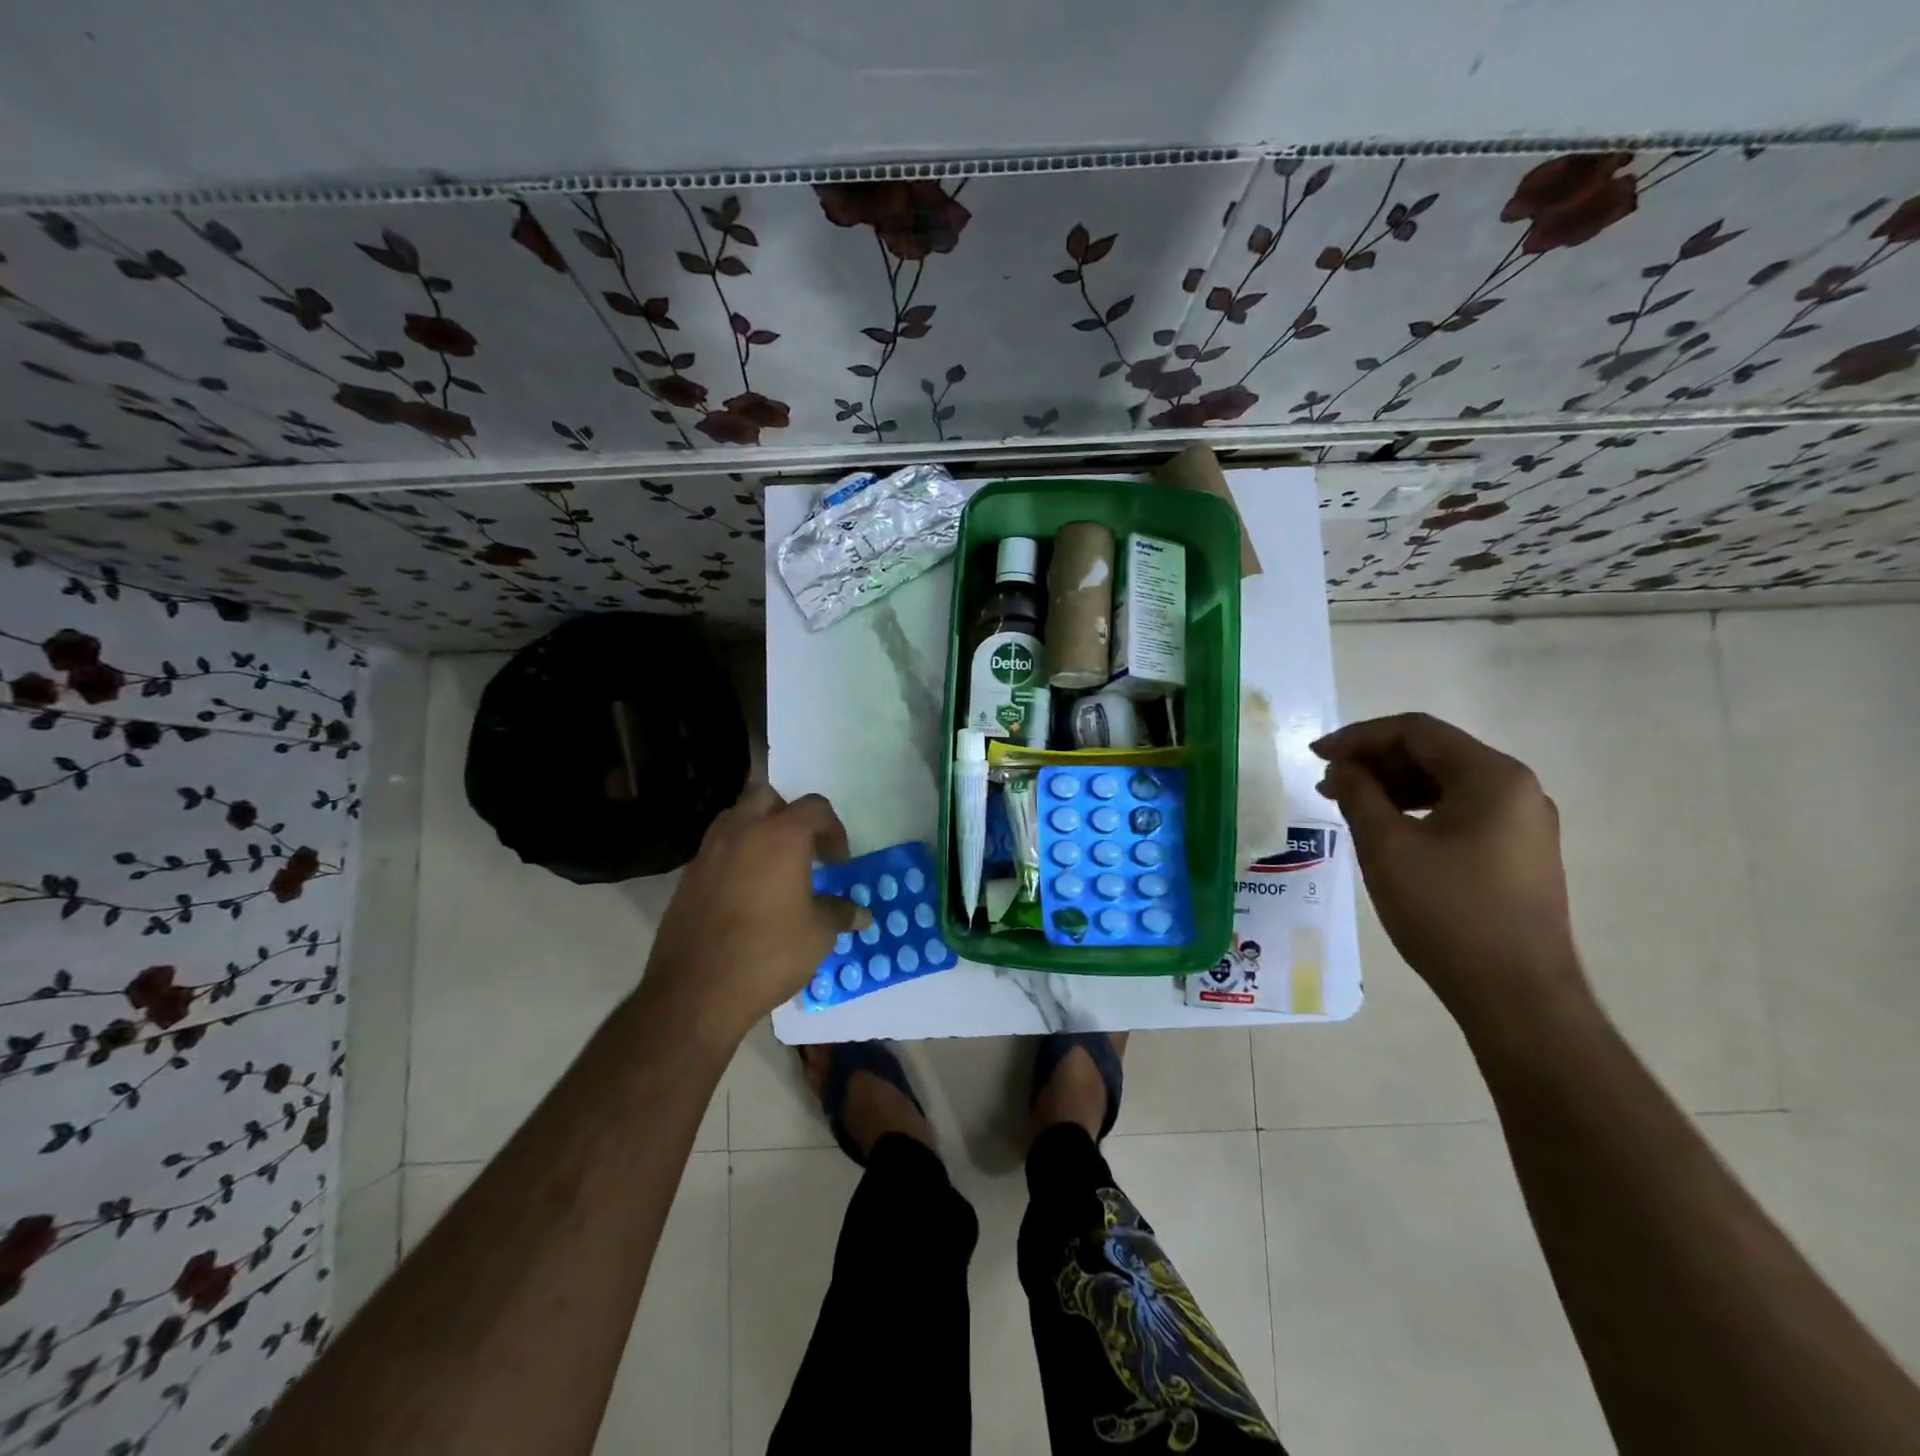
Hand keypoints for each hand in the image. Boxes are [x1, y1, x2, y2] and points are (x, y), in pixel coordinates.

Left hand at [642, 785, 864, 1046]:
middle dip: (789, 814)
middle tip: (803, 848)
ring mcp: (709, 852)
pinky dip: (735, 856)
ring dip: (757, 830)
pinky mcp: (688, 877)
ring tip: (773, 866)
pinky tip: (746, 892)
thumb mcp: (818, 935)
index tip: (837, 863)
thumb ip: (839, 913)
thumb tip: (861, 914)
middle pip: (767, 796)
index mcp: (780, 835)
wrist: (696, 991)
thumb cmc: (769, 953)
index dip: (833, 830)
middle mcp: (742, 831)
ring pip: (736, 818)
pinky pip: (717, 849)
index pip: (814, 807)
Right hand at [1311, 713, 1589, 1025]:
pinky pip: (1460, 811)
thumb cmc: (1446, 911)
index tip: (1316, 757)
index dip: (1359, 737)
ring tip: (1348, 805)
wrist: (1516, 995)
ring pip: (1446, 783)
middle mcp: (1517, 789)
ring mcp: (1523, 824)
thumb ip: (1358, 794)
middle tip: (1327, 783)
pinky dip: (1417, 810)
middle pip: (1434, 753)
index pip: (1417, 731)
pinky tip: (1387, 829)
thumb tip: (1343, 769)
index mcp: (1492, 777)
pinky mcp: (1518, 853)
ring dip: (1393, 786)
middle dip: (1375, 761)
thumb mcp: (1386, 847)